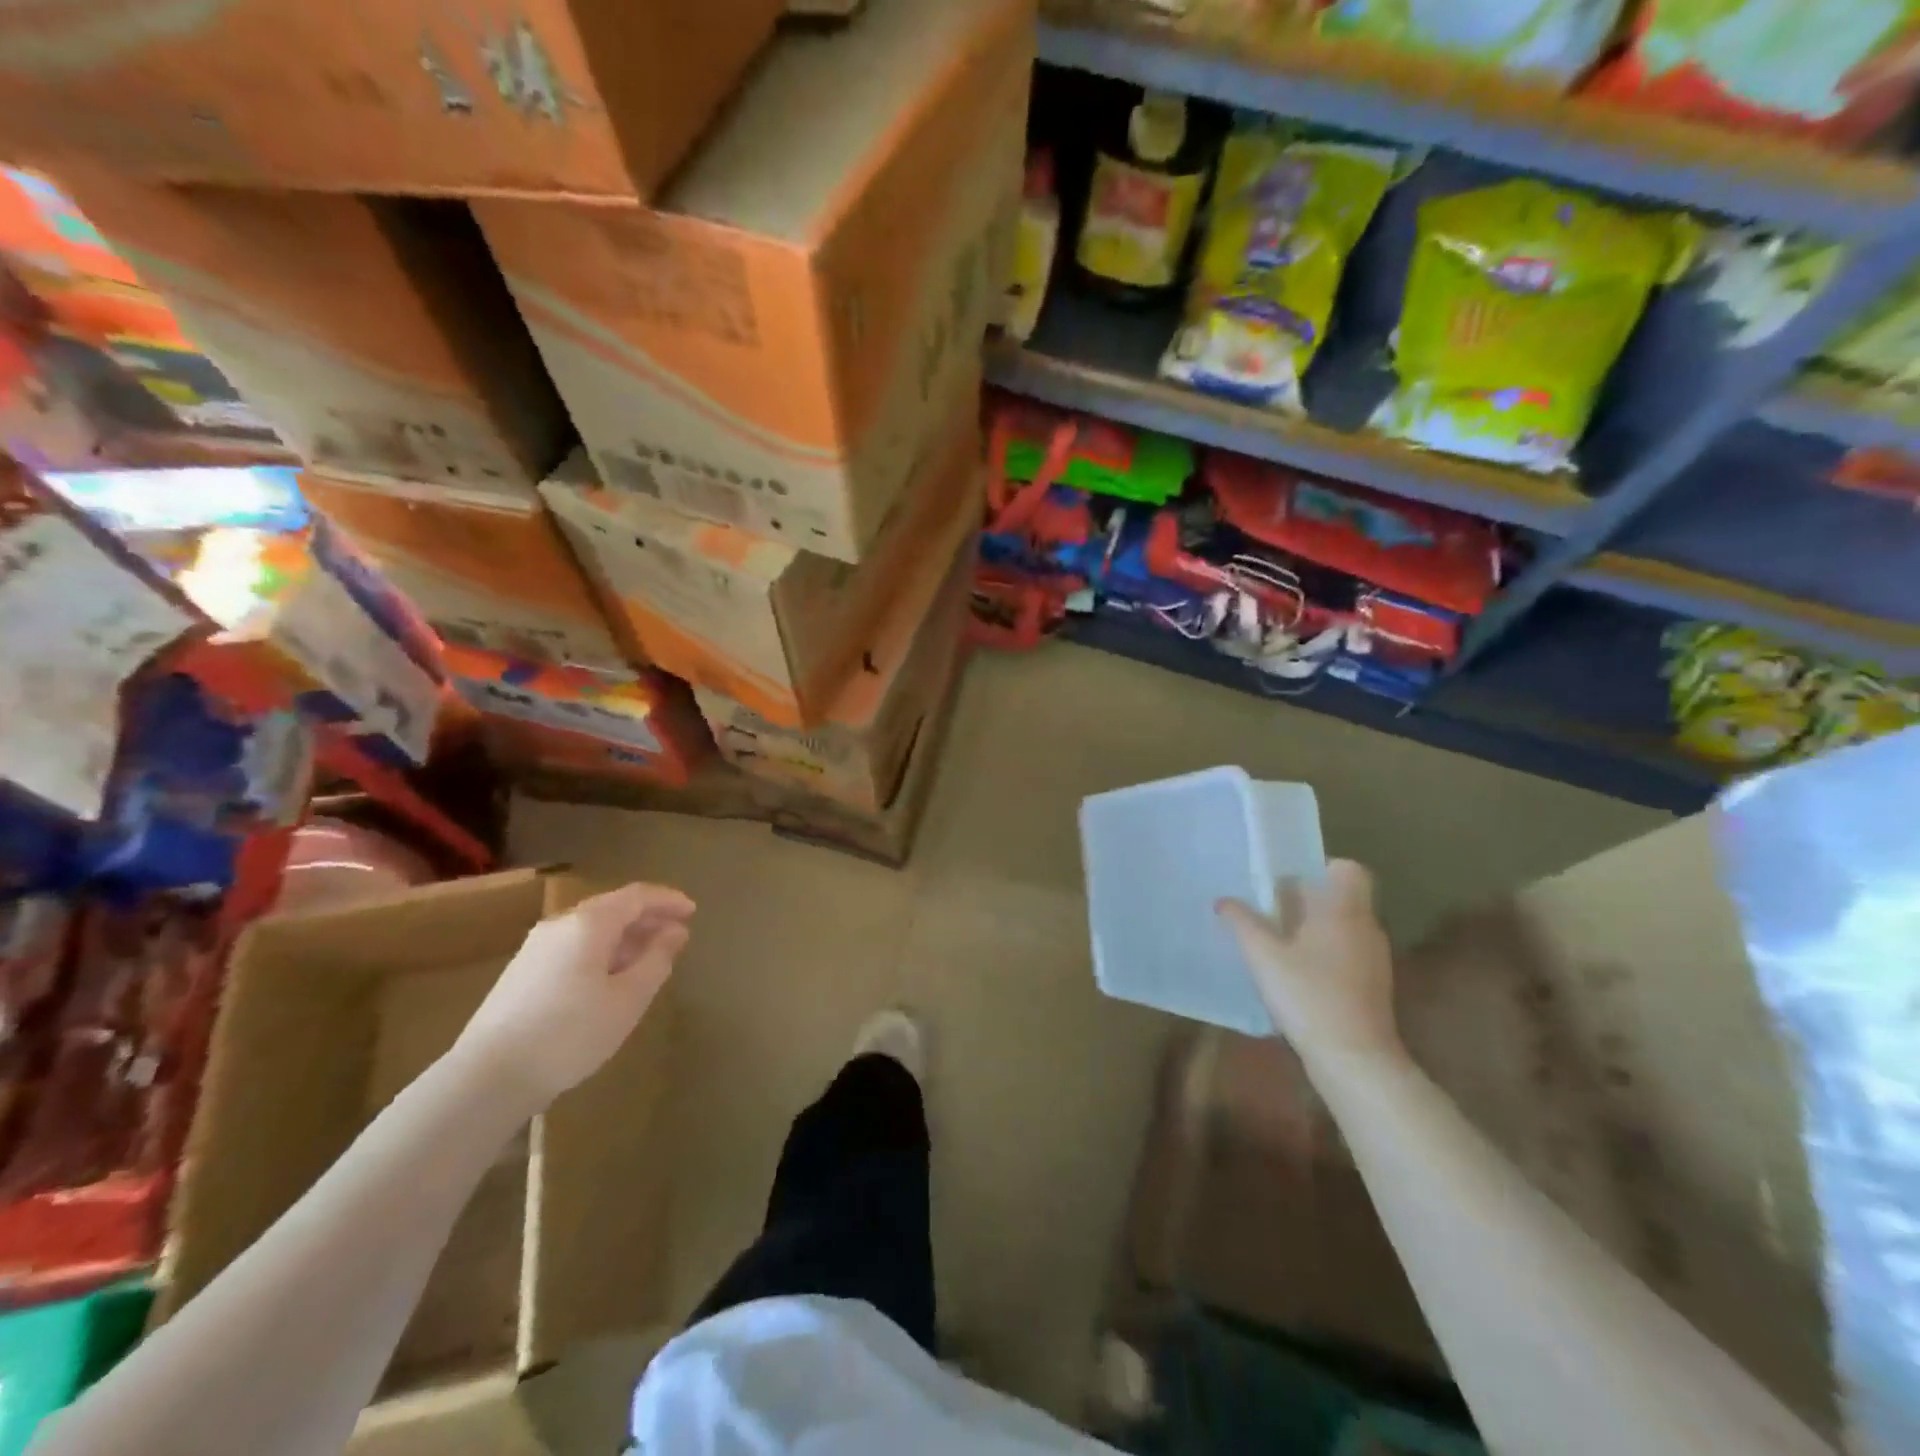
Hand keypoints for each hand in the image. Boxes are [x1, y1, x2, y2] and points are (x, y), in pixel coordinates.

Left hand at [454, 882, 693, 1108]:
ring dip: (626, 938)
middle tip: (677, 936)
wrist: (486, 1078)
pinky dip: (602, 953)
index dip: (668, 900)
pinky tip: (611, 980)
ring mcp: (535, 949)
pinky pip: (574, 948)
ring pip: (591, 930)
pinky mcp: (521, 975)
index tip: (693, 911)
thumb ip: (656, 960)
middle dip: (648, 919)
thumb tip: (674, 933)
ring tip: (649, 959)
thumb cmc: (570, 1033)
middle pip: (612, 909)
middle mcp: (559, 926)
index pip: (636, 896)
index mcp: (588, 923)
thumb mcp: (628, 999)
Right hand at [1218, 860, 1401, 1068]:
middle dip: (1305, 900)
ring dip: (1311, 929)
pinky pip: (1344, 953)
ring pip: (1341, 927)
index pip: (1347, 870)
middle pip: (1339, 898)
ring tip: (1274, 941)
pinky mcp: (1371, 986)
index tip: (1287, 880)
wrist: (1354, 1060)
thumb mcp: (1264, 956)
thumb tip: (1223, 900)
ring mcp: (1372, 959)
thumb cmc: (1309, 996)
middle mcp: (1365, 928)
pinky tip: (1293, 973)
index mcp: (1345, 911)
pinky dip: (1321, 954)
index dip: (1320, 868)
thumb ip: (1242, 923)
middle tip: (1267, 908)